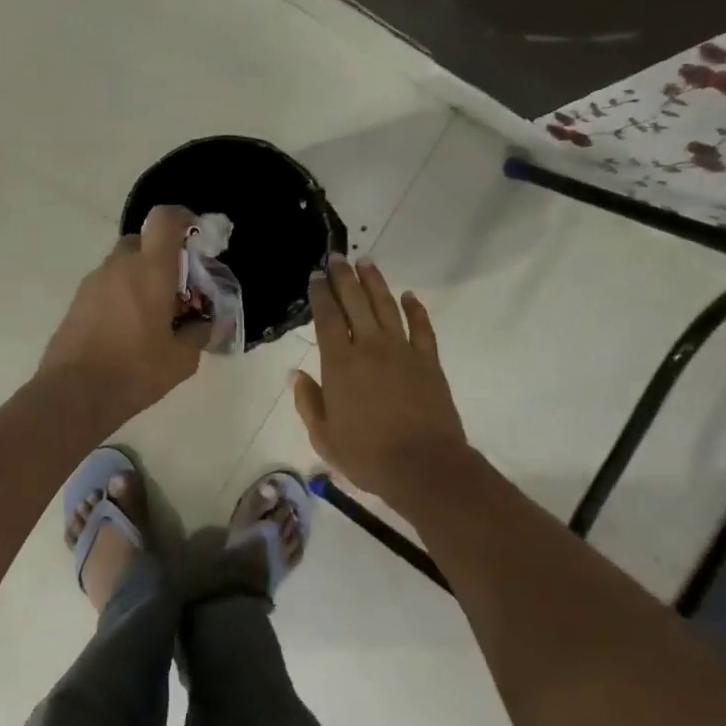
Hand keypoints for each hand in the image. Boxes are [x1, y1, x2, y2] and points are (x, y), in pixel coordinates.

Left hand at [39, 205, 211, 420]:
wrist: (74, 395)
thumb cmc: (135, 372)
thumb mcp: (182, 359)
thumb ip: (199, 332)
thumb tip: (205, 322)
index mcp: (150, 270)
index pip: (165, 219)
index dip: (184, 218)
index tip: (197, 236)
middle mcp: (119, 266)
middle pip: (143, 241)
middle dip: (163, 256)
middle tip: (178, 288)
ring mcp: (93, 282)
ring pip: (123, 264)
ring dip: (142, 277)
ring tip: (154, 315)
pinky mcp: (77, 301)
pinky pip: (108, 285)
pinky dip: (122, 294)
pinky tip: (130, 329)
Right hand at [293, 256, 470, 506]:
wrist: (423, 466)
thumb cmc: (367, 455)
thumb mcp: (324, 437)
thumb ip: (308, 402)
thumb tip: (297, 375)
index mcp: (340, 364)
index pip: (328, 318)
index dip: (321, 295)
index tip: (316, 277)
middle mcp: (370, 347)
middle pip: (356, 302)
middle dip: (344, 278)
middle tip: (337, 259)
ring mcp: (403, 350)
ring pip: (387, 306)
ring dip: (375, 283)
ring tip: (367, 263)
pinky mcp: (428, 360)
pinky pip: (422, 327)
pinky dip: (415, 309)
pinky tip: (409, 296)